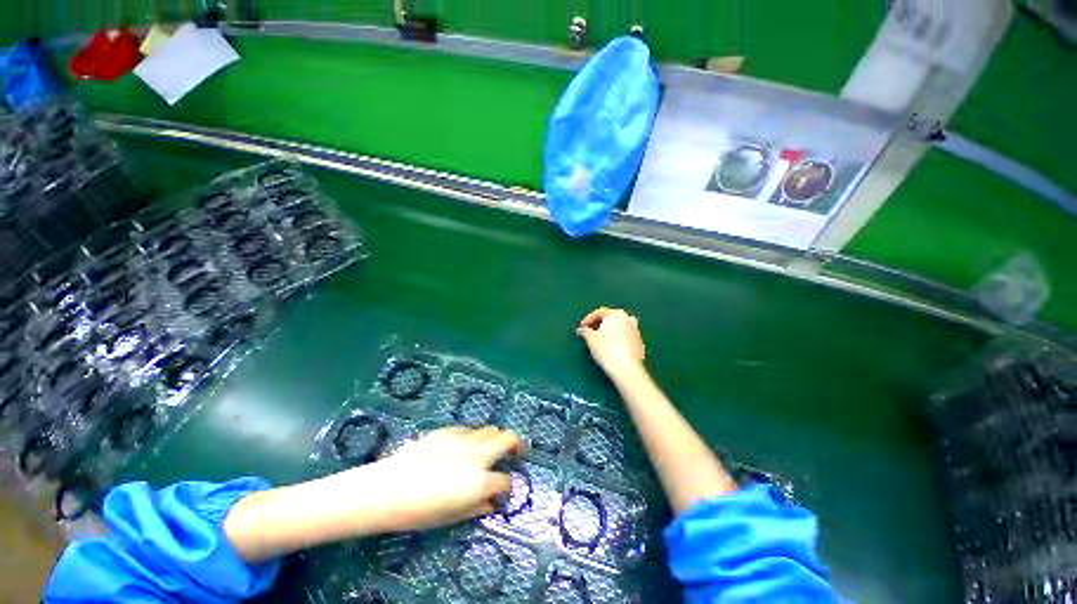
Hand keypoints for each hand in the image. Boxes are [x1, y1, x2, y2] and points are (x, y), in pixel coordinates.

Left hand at [366, 425, 525, 531]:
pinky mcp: (448, 431)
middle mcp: (478, 455)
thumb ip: (476, 507)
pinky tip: (464, 446)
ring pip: (490, 429)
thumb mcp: (451, 517)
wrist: (388, 489)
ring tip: (490, 449)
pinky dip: (473, 436)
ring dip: (495, 438)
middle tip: (517, 452)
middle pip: (508, 438)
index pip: (505, 481)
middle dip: (517, 444)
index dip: (507, 487)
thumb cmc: (419, 512)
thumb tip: (491, 503)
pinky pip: (468, 429)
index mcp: (480, 481)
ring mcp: (463, 439)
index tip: (503, 492)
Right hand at [576, 307, 646, 380]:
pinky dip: (615, 337)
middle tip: (588, 332)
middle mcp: (627, 318)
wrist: (628, 370)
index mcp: (616, 314)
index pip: (599, 312)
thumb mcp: (591, 340)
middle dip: (598, 324)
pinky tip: (609, 346)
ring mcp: (635, 329)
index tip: (581, 328)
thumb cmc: (608, 351)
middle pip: (609, 317)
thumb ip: (585, 331)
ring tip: (598, 340)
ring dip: (607, 330)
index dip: (588, 319)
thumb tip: (582, 330)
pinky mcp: (638, 341)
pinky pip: (623, 334)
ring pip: (617, 326)